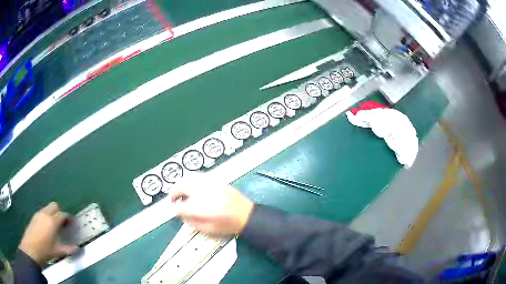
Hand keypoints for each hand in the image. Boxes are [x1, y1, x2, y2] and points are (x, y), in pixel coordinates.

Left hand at [19, 202, 76, 264]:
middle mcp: (45, 214)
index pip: (62, 214)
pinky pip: (42, 212)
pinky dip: (46, 216)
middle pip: (54, 205)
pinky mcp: (34, 216)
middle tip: (62, 222)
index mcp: (52, 221)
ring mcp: (38, 214)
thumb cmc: (45, 250)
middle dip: (59, 211)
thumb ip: (68, 249)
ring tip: (54, 225)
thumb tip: (77, 249)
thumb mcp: (58, 251)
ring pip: (47, 208)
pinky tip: (46, 227)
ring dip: (52, 213)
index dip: (68, 218)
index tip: (71, 223)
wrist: (31, 247)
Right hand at [170, 176, 253, 235]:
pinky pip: (199, 177)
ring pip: (189, 178)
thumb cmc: (229, 226)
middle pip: (182, 187)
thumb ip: (192, 222)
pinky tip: (191, 188)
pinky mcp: (217, 181)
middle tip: (173, 199)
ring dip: (181, 185)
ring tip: (180, 192)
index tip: (174, 210)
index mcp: (204, 209)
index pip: (181, 206)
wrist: (247, 216)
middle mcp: (206, 194)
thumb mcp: (209, 229)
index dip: (175, 209)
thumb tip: (181, 214)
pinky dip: (191, 181)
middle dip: (174, 193)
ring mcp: (211, 185)